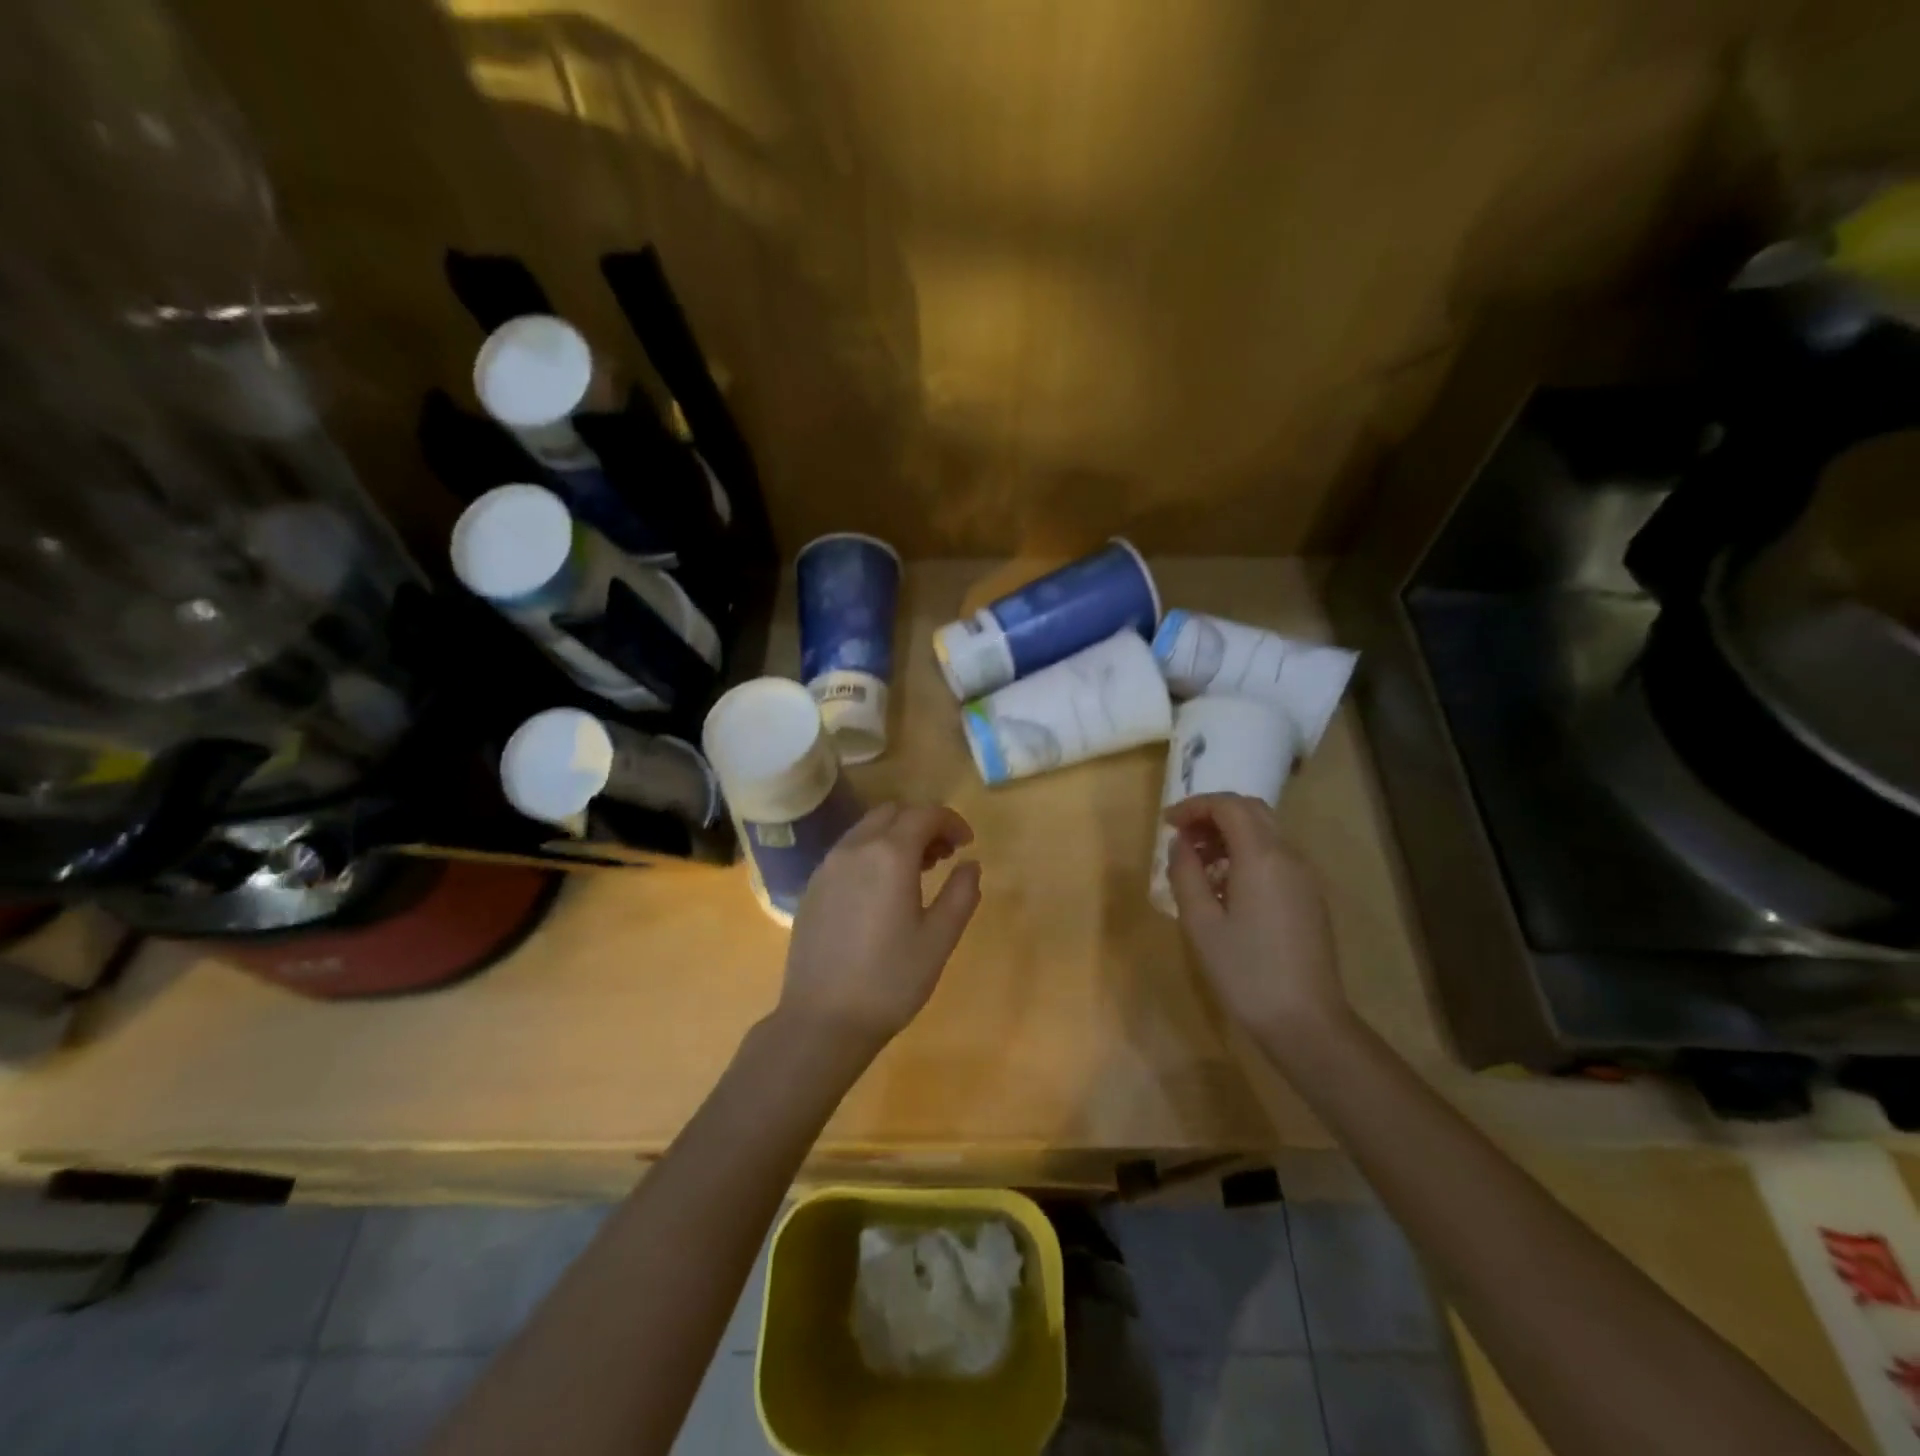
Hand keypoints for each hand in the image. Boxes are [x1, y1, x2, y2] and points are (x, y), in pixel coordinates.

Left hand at [778, 803, 982, 1057]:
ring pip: (866, 829)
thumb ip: (961, 894)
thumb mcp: (939, 939)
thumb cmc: (890, 980)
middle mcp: (854, 849)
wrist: (822, 1020)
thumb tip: (970, 864)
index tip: (967, 844)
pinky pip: (847, 851)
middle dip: (922, 824)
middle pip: (892, 813)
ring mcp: (828, 867)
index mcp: (890, 855)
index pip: (925, 814)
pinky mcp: (812, 887)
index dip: (951, 821)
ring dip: (895, 836)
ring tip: (916, 872)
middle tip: (943, 856)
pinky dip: (871, 852)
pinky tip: (880, 891)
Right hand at [1165, 793, 1347, 1056]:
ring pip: (1266, 833)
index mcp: (1262, 857)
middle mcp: (1289, 856)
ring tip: (1198, 863)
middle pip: (1251, 811)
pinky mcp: (1309, 897)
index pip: (1229, 806)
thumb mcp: (1201, 923)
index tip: (1167, 823)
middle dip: (1213, 814)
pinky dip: (1247, 853)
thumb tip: (1180, 845)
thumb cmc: (1245, 972)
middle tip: (1182, 837)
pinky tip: (1226, 886)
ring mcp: (1305, 877)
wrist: (1306, 1022)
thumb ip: (1185, 874)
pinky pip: (1276, 856)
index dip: (1195, 806)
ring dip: (1230, 834)